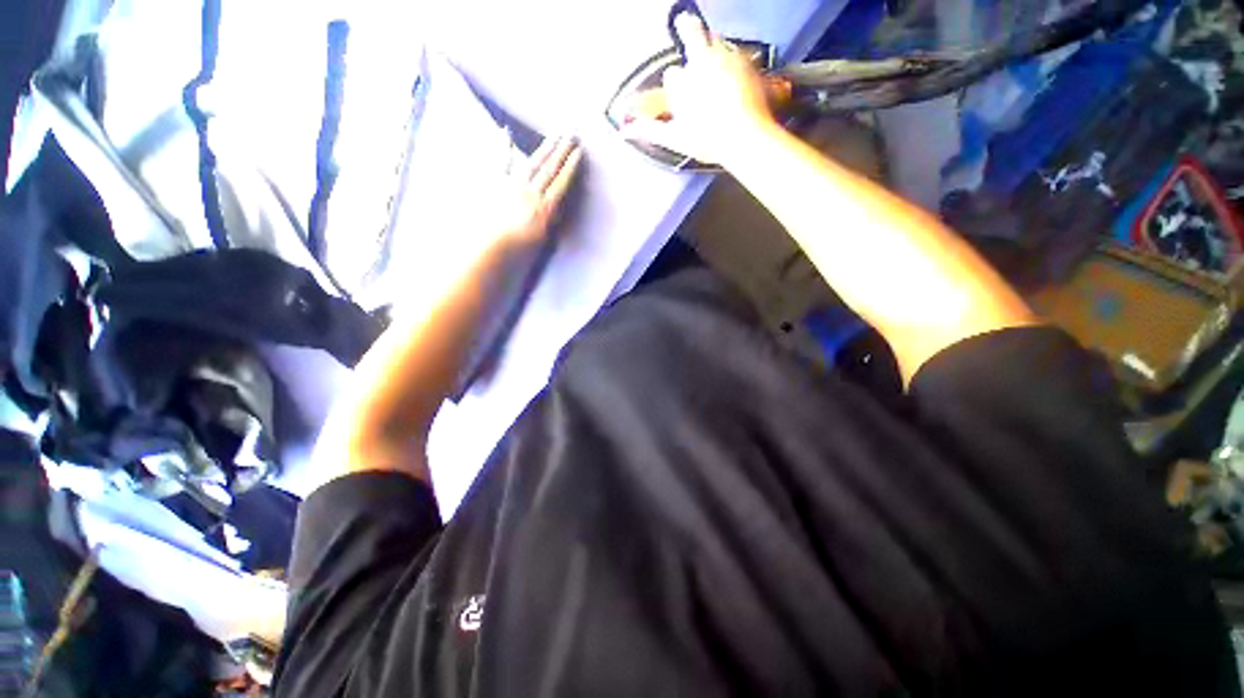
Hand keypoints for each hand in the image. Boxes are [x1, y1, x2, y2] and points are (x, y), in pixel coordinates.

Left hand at [495, 136, 582, 246]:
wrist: (492, 248)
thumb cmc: (519, 250)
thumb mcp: (542, 239)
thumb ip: (549, 220)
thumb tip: (555, 206)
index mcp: (544, 208)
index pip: (561, 183)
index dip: (570, 167)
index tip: (578, 152)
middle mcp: (531, 193)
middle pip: (549, 169)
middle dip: (561, 152)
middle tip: (571, 135)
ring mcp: (513, 187)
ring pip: (533, 164)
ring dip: (545, 149)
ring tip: (554, 135)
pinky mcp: (497, 185)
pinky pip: (501, 163)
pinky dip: (503, 147)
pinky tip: (505, 132)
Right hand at [622, 14, 774, 165]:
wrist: (746, 137)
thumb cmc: (708, 140)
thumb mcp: (675, 139)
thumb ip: (651, 131)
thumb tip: (624, 132)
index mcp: (684, 82)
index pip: (672, 75)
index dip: (673, 83)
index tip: (675, 88)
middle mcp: (703, 62)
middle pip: (693, 32)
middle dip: (687, 28)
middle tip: (684, 23)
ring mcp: (728, 59)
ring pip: (715, 40)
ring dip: (709, 43)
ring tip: (709, 51)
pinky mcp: (748, 63)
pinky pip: (736, 52)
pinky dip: (730, 56)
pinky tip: (731, 68)